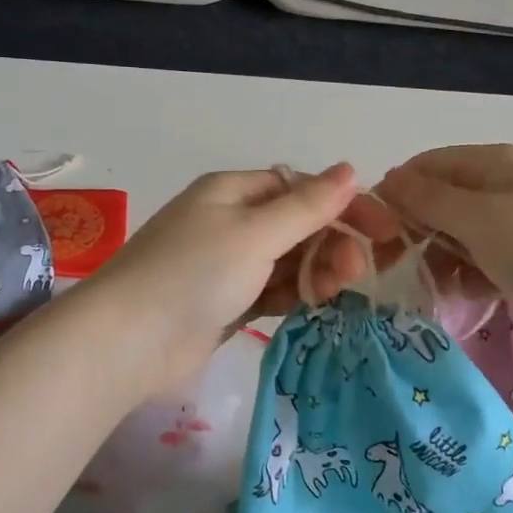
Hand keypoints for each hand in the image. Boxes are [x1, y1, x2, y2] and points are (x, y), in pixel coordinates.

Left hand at [90, 165, 388, 385]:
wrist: (128, 342)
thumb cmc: (193, 274)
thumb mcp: (255, 234)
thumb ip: (306, 206)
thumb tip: (350, 169)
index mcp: (233, 191)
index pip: (301, 187)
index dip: (344, 206)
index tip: (384, 232)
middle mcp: (230, 220)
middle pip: (297, 224)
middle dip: (331, 243)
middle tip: (355, 273)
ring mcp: (226, 263)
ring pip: (287, 259)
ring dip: (316, 271)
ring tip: (335, 291)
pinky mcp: (225, 301)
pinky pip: (272, 289)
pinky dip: (294, 294)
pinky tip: (313, 305)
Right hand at [376, 144, 512, 311]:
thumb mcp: (477, 218)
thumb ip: (428, 198)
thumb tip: (388, 178)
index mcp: (495, 163)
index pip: (428, 165)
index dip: (398, 192)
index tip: (374, 231)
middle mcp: (507, 186)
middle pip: (444, 201)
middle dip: (419, 231)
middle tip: (397, 266)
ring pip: (463, 235)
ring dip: (444, 259)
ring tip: (439, 287)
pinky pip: (487, 261)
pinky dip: (472, 276)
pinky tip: (469, 296)